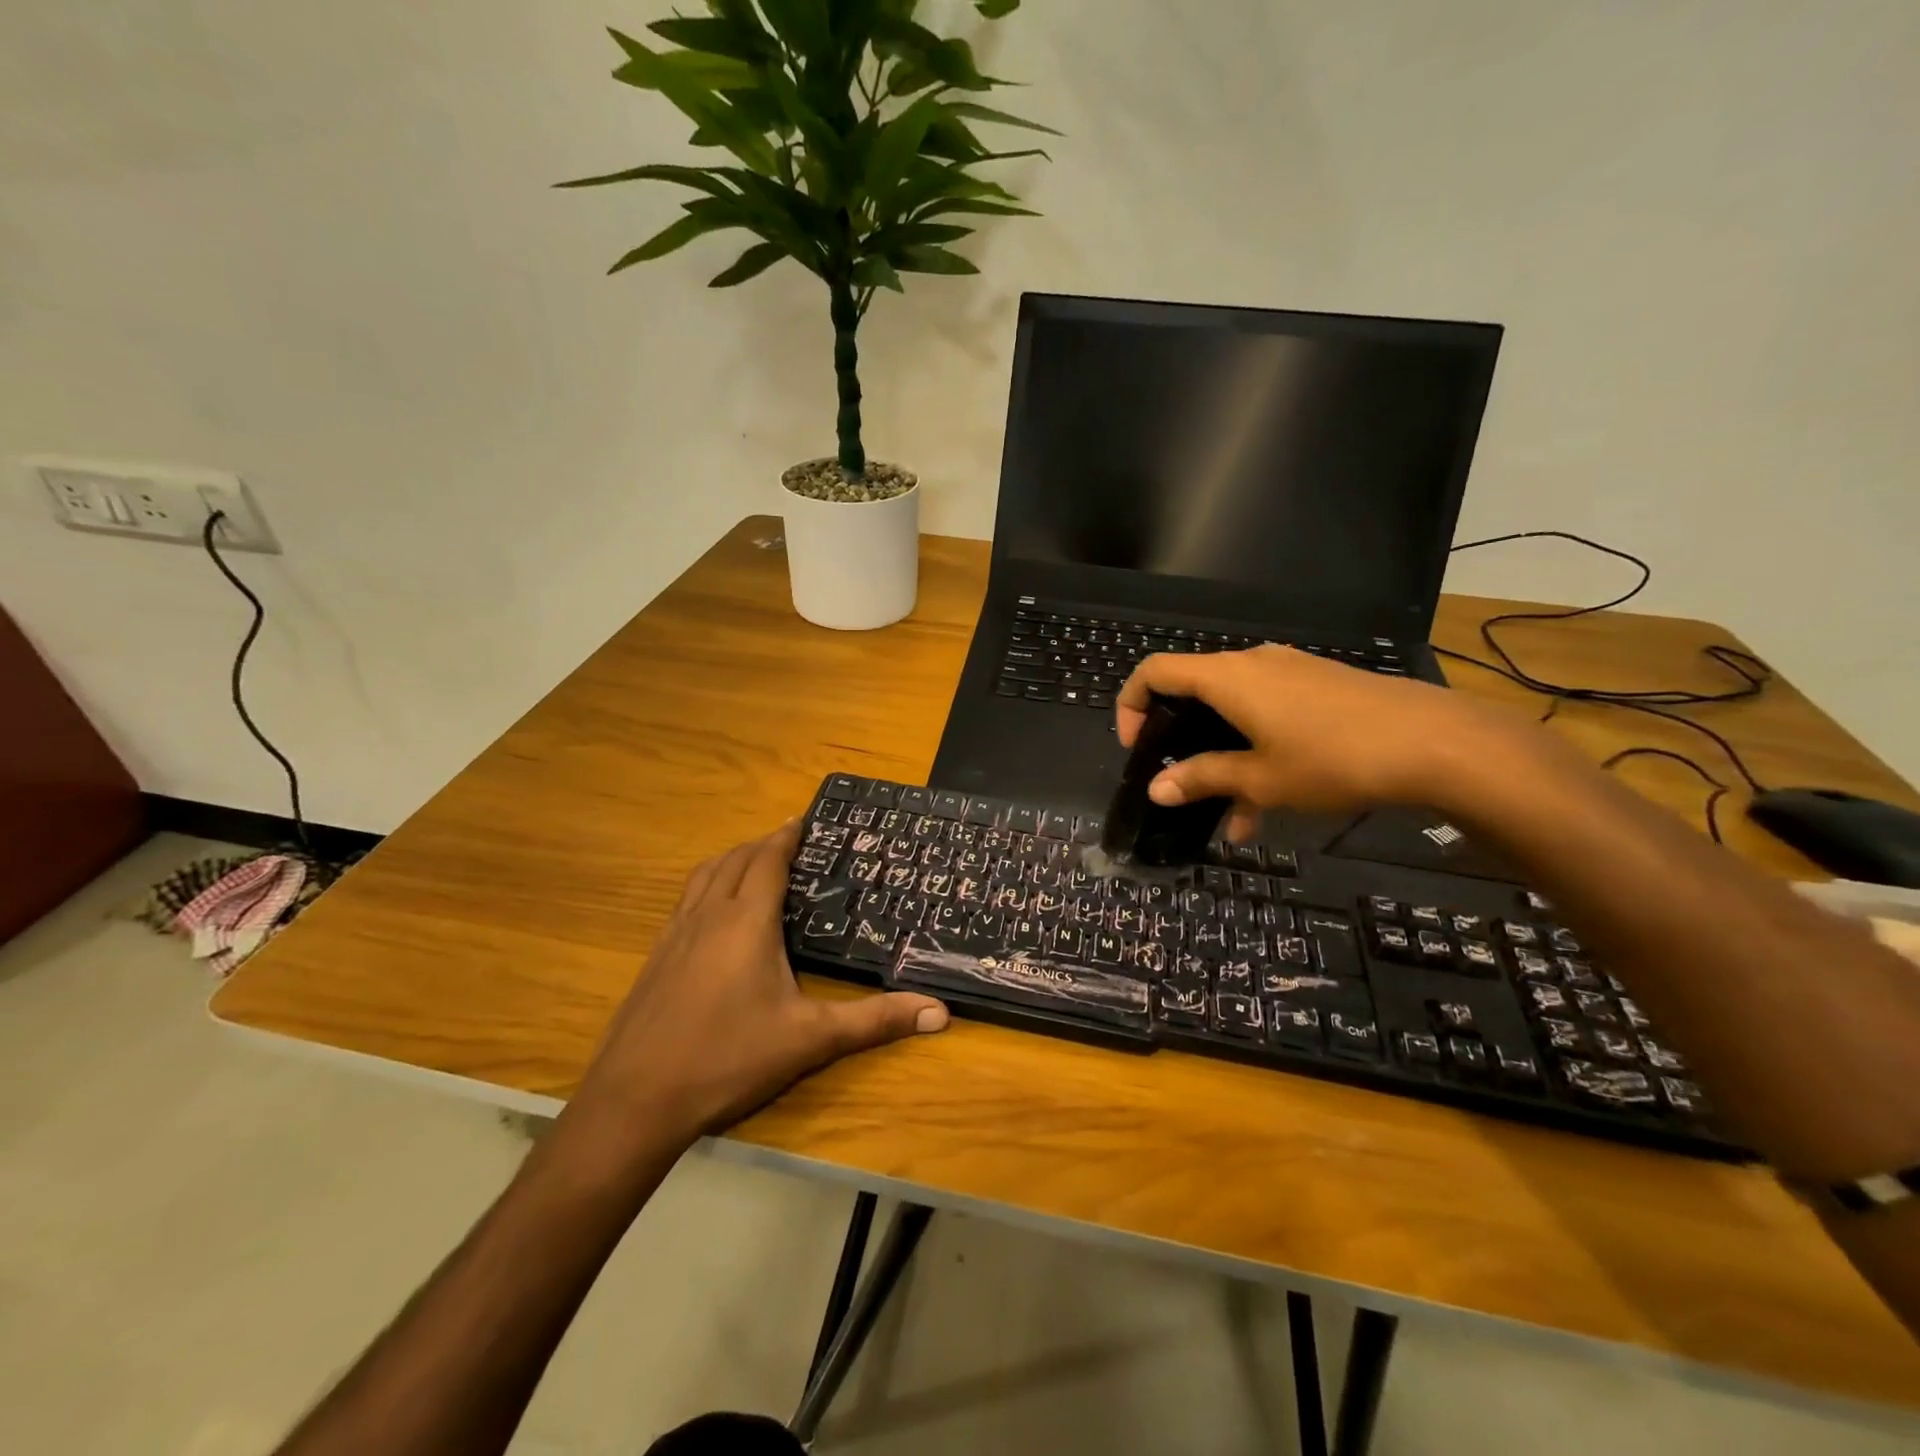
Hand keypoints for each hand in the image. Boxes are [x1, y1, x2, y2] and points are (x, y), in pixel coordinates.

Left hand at [569, 820, 947, 1148]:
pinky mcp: (654, 958)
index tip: (804, 819)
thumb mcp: (809, 1040)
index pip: (768, 860)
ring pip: (704, 876)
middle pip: (735, 860)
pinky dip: (706, 887)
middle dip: (762, 844)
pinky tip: (713, 916)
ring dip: (731, 860)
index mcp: (746, 922)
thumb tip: (940, 1013)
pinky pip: (685, 901)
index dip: (786, 836)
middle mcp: (708, 916)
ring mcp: (674, 935)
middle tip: (790, 842)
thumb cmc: (727, 1059)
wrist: (634, 1101)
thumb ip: (874, 1022)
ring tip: (754, 864)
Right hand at [1116, 645, 1512, 835]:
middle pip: (1194, 691)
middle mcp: (1253, 663)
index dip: (1131, 705)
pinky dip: (1257, 749)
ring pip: (1235, 711)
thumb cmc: (1333, 758)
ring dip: (1224, 757)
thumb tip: (1156, 789)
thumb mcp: (1260, 778)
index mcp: (1227, 677)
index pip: (1155, 672)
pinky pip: (1269, 713)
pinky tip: (1272, 804)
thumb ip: (1203, 778)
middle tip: (1181, 783)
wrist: (1437, 743)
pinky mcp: (1319, 686)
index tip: (1136, 749)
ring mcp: (1290, 671)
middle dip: (1181, 741)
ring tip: (1233, 817)